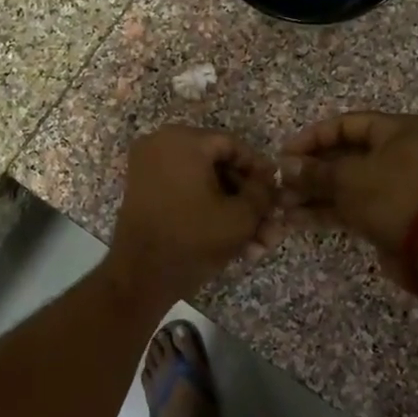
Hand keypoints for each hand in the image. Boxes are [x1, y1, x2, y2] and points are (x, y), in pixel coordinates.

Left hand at [107, 126, 281, 303]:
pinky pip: (183, 193)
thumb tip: (268, 181)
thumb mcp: (241, 216)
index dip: (259, 170)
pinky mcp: (142, 191)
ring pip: (202, 184)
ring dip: (230, 211)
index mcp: (183, 140)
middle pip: (217, 166)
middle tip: (268, 223)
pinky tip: (233, 242)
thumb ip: (262, 192)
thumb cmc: (193, 238)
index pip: (234, 146)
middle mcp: (161, 144)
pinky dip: (206, 212)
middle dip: (246, 199)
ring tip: (256, 243)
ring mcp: (148, 168)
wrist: (140, 276)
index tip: (277, 192)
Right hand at [280, 112, 417, 293]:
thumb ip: (315, 171)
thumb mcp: (348, 177)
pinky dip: (327, 211)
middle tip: (281, 182)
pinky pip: (353, 205)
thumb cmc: (392, 196)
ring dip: (314, 193)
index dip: (312, 137)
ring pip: (347, 184)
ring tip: (282, 204)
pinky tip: (297, 220)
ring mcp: (396, 185)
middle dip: (310, 170)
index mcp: (400, 130)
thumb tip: (286, 167)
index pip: (347, 124)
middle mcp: (401, 153)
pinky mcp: (390, 213)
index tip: (285, 153)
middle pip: (346, 155)